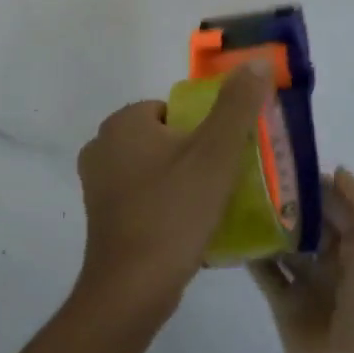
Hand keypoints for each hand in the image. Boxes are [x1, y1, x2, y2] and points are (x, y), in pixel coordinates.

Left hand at [74, 62, 274, 319]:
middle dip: (195, 156)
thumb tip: (255, 62)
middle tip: (223, 183)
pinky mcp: (103, 218)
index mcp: (123, 123)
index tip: (224, 157)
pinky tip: (189, 228)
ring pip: (155, 169)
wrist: (131, 291)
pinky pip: (144, 197)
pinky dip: (166, 205)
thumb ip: (237, 105)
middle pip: (166, 138)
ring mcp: (98, 185)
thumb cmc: (173, 213)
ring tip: (211, 208)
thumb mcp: (214, 154)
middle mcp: (102, 146)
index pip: (174, 109)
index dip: (204, 129)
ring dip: (183, 182)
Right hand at [249, 168, 353, 352]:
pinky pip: (264, 271)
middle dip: (282, 197)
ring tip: (231, 195)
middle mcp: (333, 255)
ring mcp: (307, 280)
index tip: (276, 158)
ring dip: (263, 222)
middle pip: (304, 218)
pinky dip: (250, 253)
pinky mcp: (285, 303)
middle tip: (245, 173)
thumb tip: (334, 170)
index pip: (332, 199)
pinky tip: (228, 231)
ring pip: (282, 241)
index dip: (309, 179)